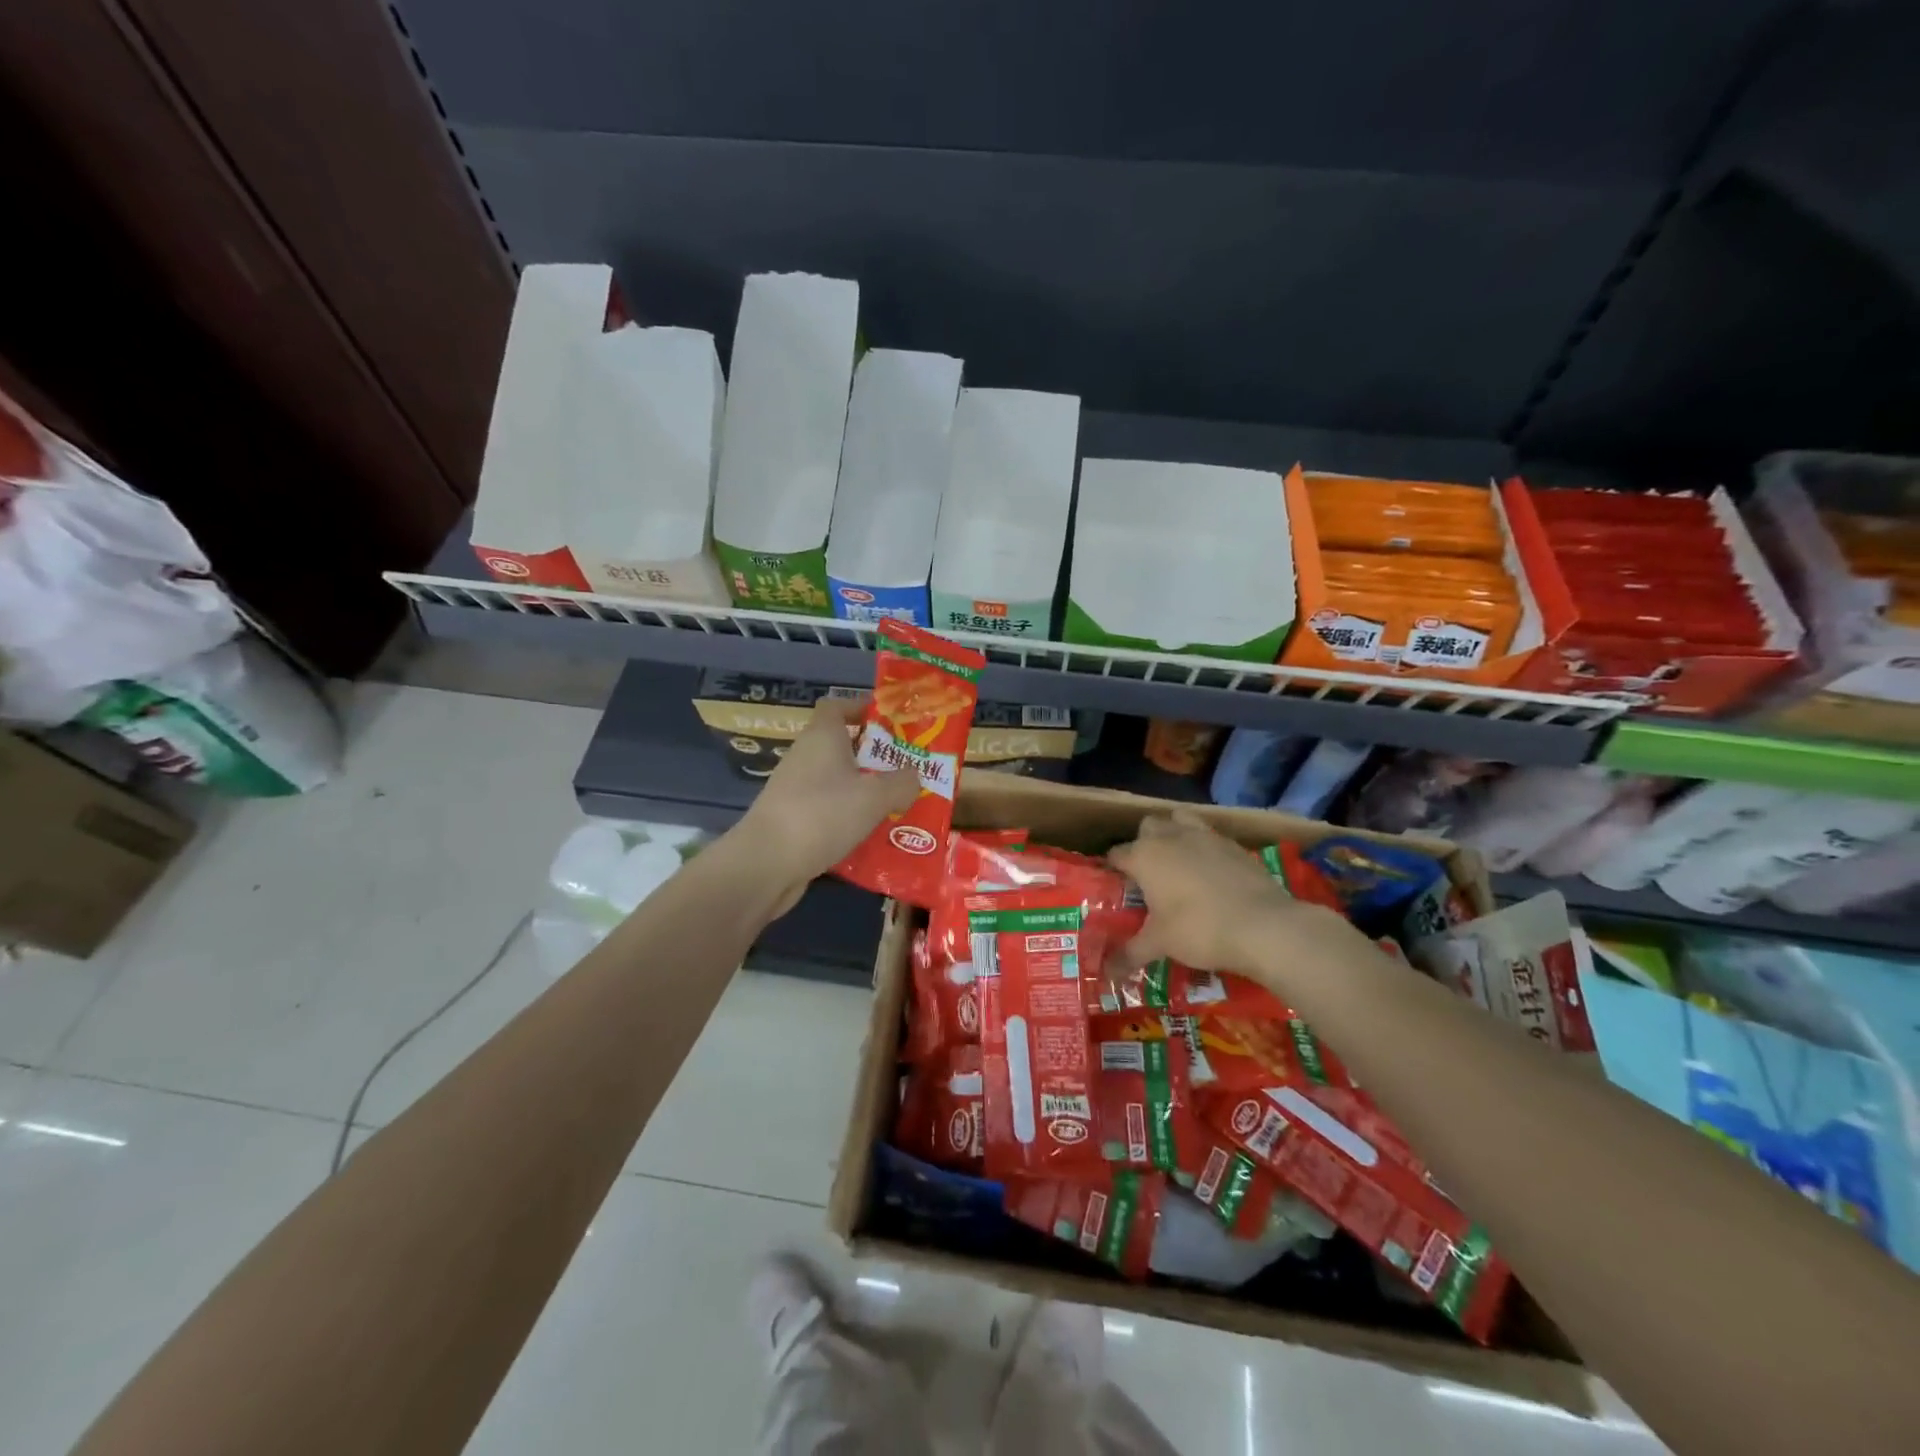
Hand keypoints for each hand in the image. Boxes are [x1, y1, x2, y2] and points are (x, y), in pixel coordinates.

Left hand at [736, 695, 920, 911]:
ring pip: (837, 781)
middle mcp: (805, 757)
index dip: (862, 708)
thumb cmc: (823, 814)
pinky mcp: (792, 820)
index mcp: (822, 737)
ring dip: (864, 790)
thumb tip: (914, 775)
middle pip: (841, 745)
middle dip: (874, 756)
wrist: (766, 863)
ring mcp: (795, 790)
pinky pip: (828, 810)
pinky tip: (872, 836)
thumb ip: (902, 783)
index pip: (837, 706)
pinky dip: (848, 817)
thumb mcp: (875, 797)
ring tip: (897, 805)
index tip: (890, 722)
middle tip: (907, 770)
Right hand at [1107, 811, 1365, 983]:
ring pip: (1180, 819)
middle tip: (1148, 874)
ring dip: (1174, 833)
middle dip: (1144, 843)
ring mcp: (1204, 835)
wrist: (1264, 926)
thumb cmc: (1199, 930)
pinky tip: (1210, 872)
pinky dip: (1203, 847)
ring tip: (1177, 862)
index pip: (1117, 854)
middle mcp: (1171, 836)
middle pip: (1148, 826)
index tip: (1116, 885)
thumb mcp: (1160, 944)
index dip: (1113, 868)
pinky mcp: (1233, 844)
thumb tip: (1107, 973)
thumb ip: (1130, 953)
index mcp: (1144, 856)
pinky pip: (1209, 835)